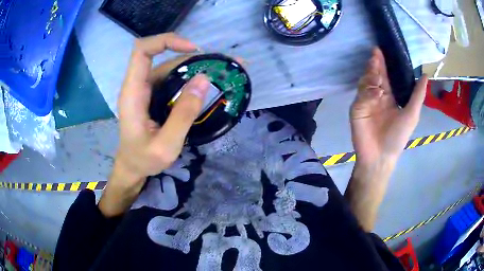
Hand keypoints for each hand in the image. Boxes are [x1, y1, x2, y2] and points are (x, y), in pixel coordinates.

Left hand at [99, 33, 209, 216]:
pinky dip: (192, 78)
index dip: (166, 41)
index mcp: (133, 92)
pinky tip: (209, 84)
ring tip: (223, 71)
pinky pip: (173, 79)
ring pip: (171, 67)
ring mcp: (147, 89)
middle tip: (223, 64)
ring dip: (196, 66)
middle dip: (193, 55)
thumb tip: (204, 79)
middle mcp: (139, 85)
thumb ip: (183, 114)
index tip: (193, 49)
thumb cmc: (143, 159)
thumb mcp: (166, 145)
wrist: (132, 167)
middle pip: (163, 56)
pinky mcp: (155, 95)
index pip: (142, 51)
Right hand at [350, 48, 427, 165]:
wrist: (381, 156)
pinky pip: (361, 95)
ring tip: (376, 67)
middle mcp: (377, 96)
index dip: (383, 64)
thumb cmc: (398, 137)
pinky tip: (376, 91)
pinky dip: (368, 91)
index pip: (385, 77)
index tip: (381, 50)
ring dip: (371, 74)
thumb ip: (418, 95)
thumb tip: (425, 75)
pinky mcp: (357, 108)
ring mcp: (366, 102)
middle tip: (376, 52)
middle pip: (374, 76)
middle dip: (375, 64)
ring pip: (366, 82)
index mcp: (389, 97)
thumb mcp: (412, 114)